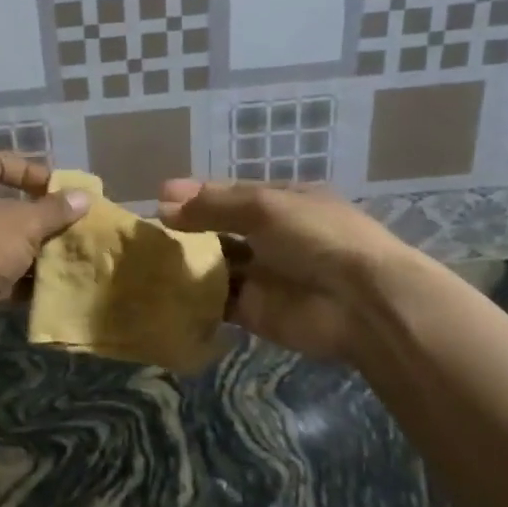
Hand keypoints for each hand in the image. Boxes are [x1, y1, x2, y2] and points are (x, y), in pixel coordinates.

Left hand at [0, 154, 90, 325]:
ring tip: (61, 260)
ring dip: (28, 251)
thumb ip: (55, 210)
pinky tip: (41, 289)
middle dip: (37, 219)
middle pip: (2, 203)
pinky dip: (13, 277)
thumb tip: (84, 197)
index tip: (63, 192)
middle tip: (67, 229)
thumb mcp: (24, 223)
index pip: (2, 161)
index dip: (34, 174)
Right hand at [157, 178, 419, 361]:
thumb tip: (163, 203)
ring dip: (188, 261)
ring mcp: (263, 275)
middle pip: (220, 229)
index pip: (231, 194)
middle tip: (148, 230)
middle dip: (187, 228)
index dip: (196, 195)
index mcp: (282, 202)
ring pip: (216, 265)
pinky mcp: (254, 312)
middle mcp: (271, 236)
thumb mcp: (264, 207)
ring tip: (146, 259)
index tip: (159, 198)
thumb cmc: (316, 237)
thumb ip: (213, 205)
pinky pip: (217, 302)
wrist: (361, 303)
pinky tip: (162, 290)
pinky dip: (194, 297)